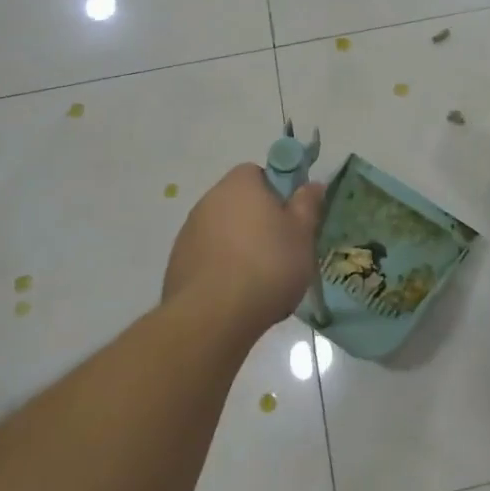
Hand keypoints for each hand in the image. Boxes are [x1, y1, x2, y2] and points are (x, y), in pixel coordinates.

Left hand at [163, 164, 324, 338]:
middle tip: (281, 248)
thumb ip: (307, 205)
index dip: (276, 192)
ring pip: (222, 231)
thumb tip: (312, 184)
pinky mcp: (177, 263)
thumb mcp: (303, 234)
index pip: (258, 173)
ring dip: (238, 245)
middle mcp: (209, 200)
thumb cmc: (267, 266)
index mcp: (240, 184)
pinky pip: (207, 257)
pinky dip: (220, 268)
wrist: (212, 317)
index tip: (289, 218)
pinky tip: (235, 294)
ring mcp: (188, 232)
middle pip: (239, 202)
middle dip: (257, 221)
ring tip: (259, 278)